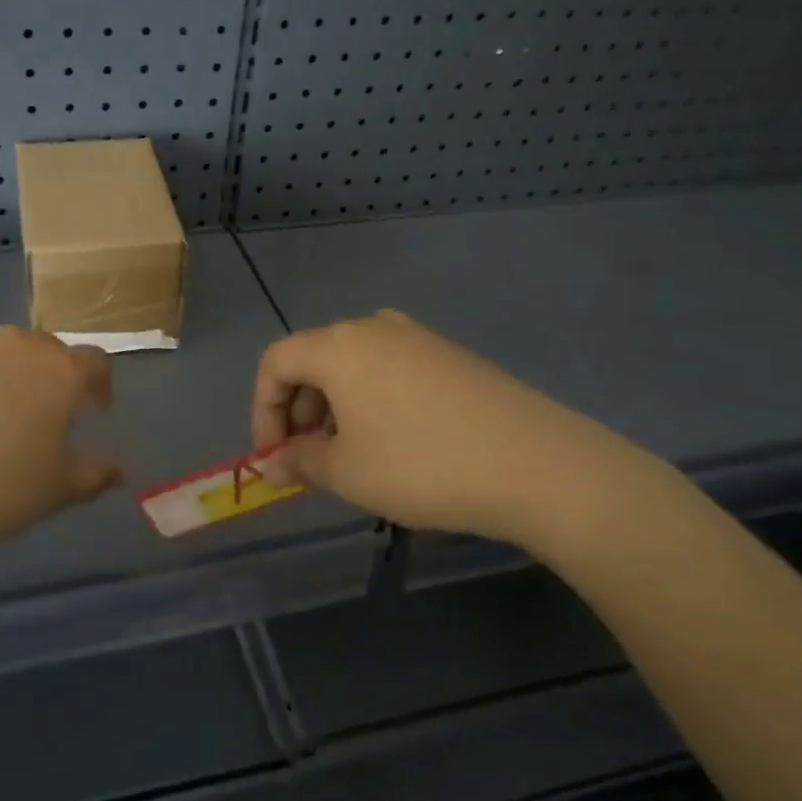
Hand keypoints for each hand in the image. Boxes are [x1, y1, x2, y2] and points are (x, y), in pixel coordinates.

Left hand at [0, 327, 121, 578]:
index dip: (100, 385)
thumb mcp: (52, 494)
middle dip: (50, 380)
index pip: (96, 362)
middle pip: (44, 352)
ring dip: (1, 381)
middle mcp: (12, 344)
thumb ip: (92, 476)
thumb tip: (117, 470)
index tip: (95, 411)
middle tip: (40, 420)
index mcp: (56, 371)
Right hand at [251, 310, 656, 551]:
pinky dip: (371, 402)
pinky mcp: (451, 355)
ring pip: (352, 366)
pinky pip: (390, 371)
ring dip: (334, 409)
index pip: (275, 362)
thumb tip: (272, 464)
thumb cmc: (422, 466)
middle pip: (313, 360)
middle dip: (299, 412)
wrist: (538, 465)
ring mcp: (418, 337)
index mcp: (339, 346)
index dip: (263, 410)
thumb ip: (299, 462)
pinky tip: (393, 443)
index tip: (274, 457)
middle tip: (308, 460)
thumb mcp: (347, 473)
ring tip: (350, 457)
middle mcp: (374, 327)